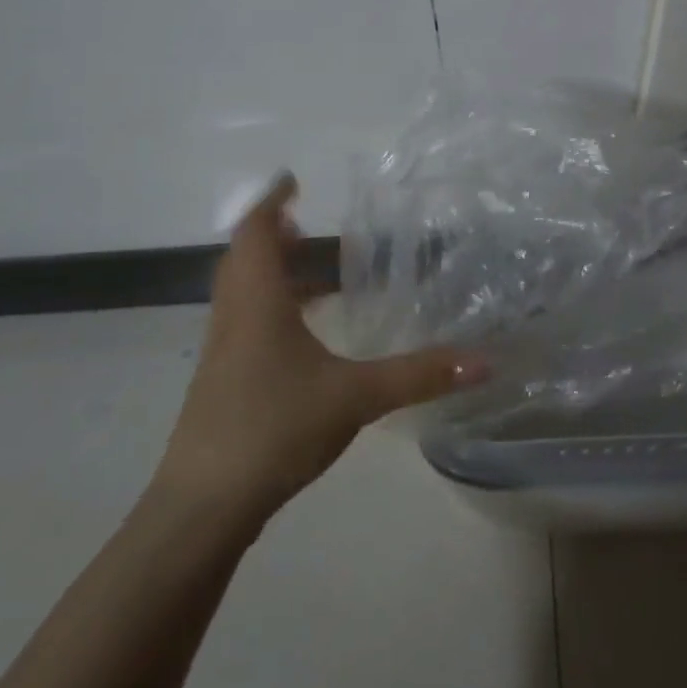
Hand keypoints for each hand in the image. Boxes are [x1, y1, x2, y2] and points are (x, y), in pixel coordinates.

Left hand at [154, 175, 483, 520]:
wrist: (202, 507)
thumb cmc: (273, 428)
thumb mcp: (355, 397)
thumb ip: (419, 375)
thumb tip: (484, 360)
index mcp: (257, 303)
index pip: (256, 233)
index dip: (271, 202)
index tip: (292, 180)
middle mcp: (234, 318)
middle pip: (245, 259)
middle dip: (274, 235)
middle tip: (307, 224)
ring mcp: (223, 353)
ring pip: (243, 293)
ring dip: (272, 273)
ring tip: (313, 271)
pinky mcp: (224, 382)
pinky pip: (246, 323)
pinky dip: (272, 308)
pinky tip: (305, 335)